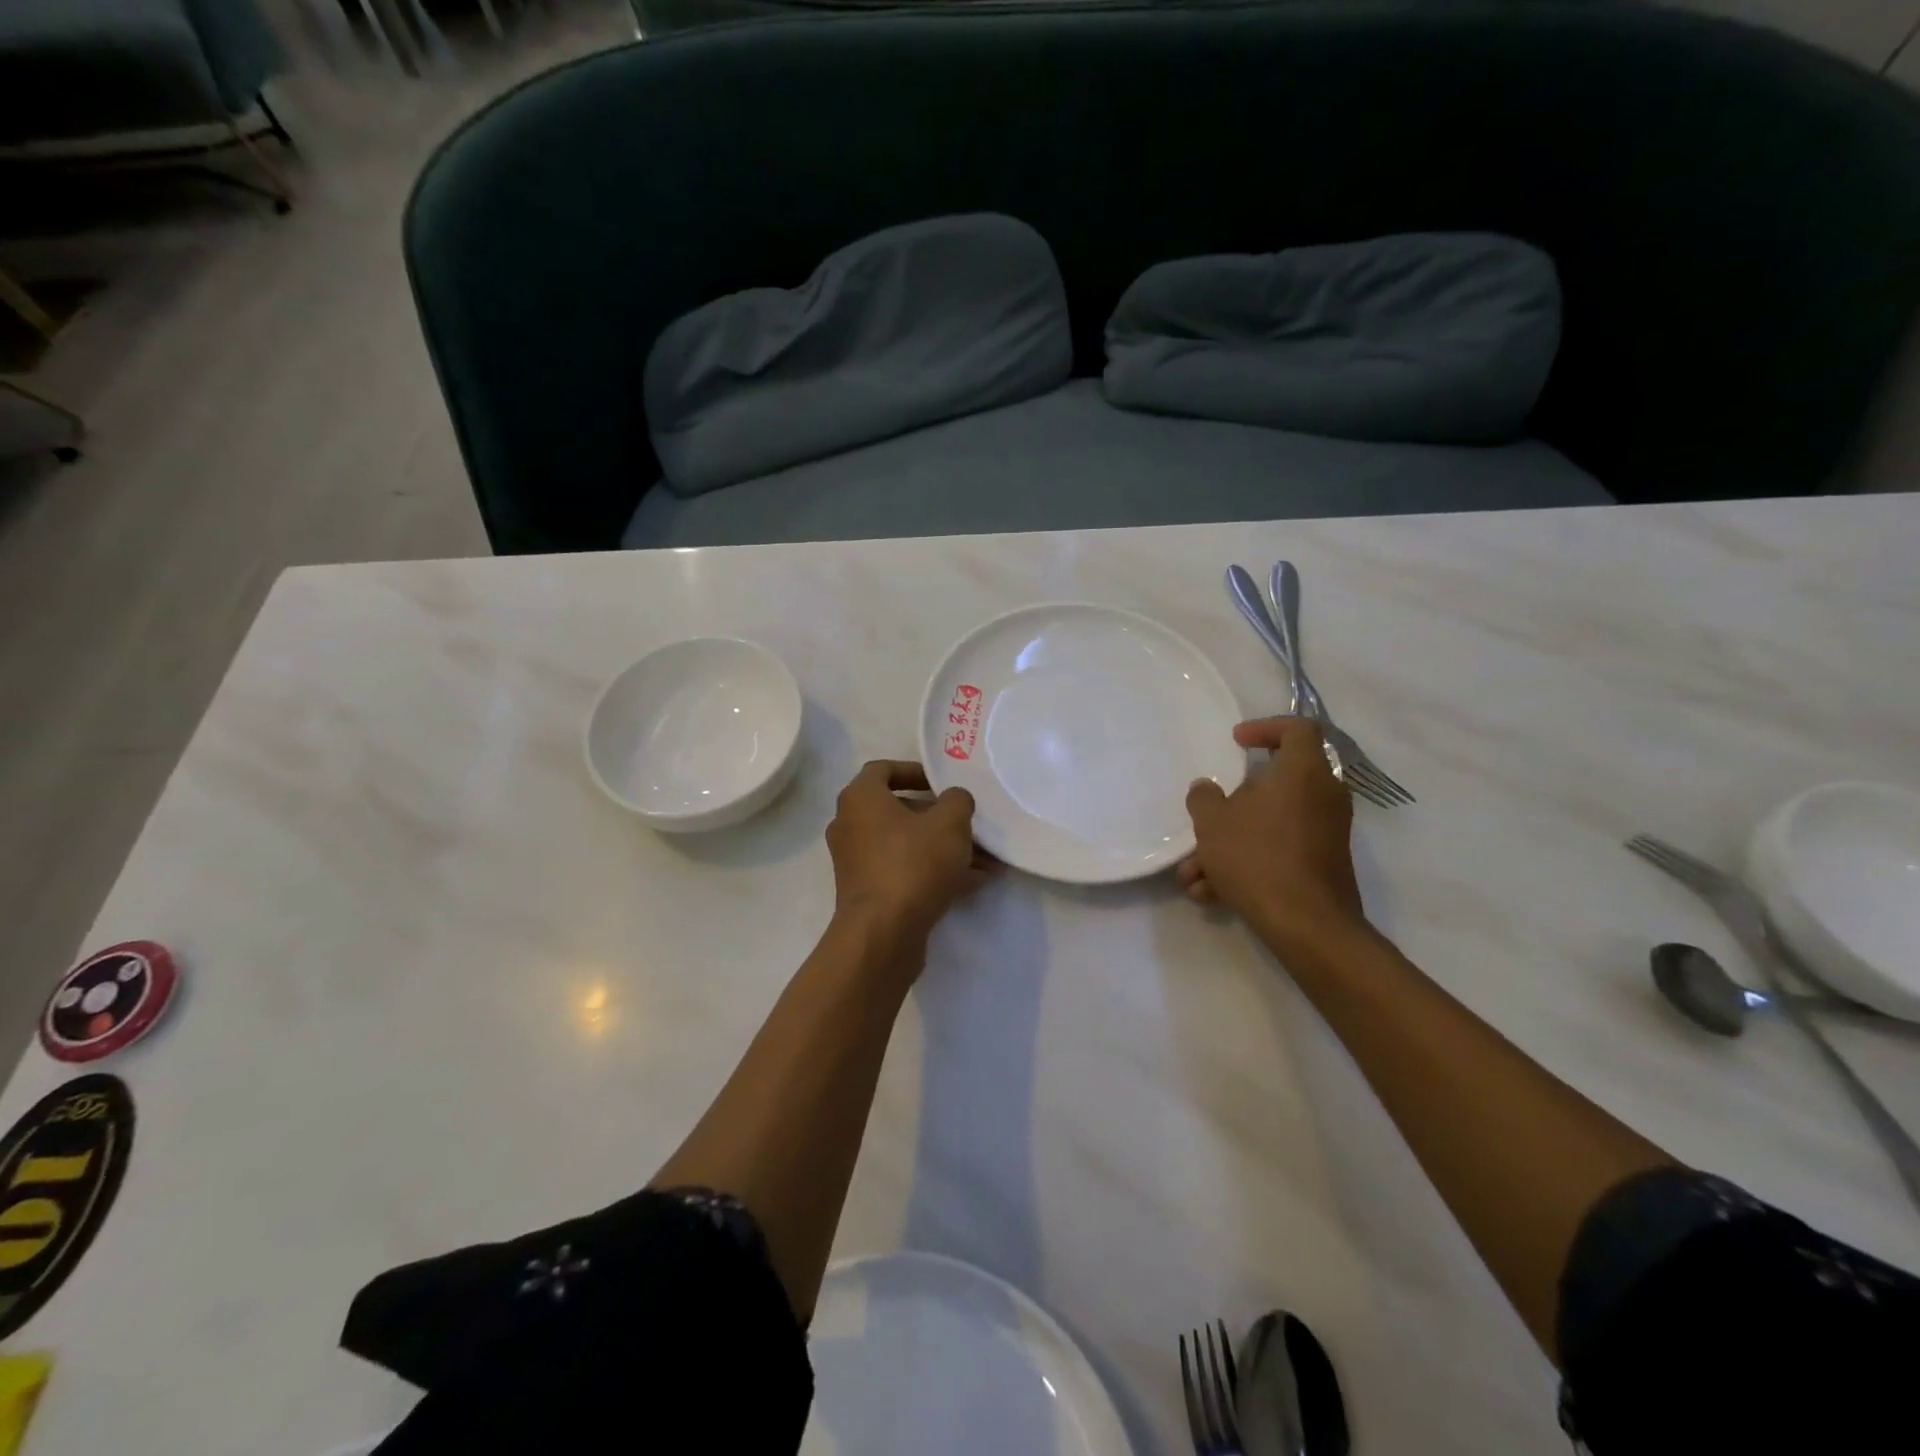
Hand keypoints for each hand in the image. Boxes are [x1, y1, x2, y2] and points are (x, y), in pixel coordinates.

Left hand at [826, 761, 988, 953]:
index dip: (914, 771)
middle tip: (968, 824)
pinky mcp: (867, 893)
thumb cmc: (913, 863)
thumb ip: (957, 801)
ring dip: (942, 848)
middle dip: (938, 817)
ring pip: (905, 844)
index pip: (882, 769)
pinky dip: (932, 872)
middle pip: (898, 810)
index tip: (941, 784)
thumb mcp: (950, 823)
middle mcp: (850, 825)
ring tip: (984, 859)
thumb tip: (954, 800)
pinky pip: (903, 871)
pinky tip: (972, 882)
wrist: (883, 933)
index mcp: (860, 798)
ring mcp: (856, 862)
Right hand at [1178, 717, 1368, 954]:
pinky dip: (1246, 865)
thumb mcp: (1212, 822)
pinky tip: (1211, 893)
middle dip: (1231, 805)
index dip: (1266, 728)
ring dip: (1228, 844)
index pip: (1299, 729)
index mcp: (1303, 772)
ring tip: (1193, 872)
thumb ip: (1204, 798)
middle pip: (1276, 783)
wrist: (1306, 924)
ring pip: (1269, 824)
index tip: (1236, 743)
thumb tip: (1206, 789)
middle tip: (1208, 814)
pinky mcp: (1321, 865)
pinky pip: (1278, 852)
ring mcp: (1326, 833)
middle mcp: (1322, 797)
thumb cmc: (1257, 856)